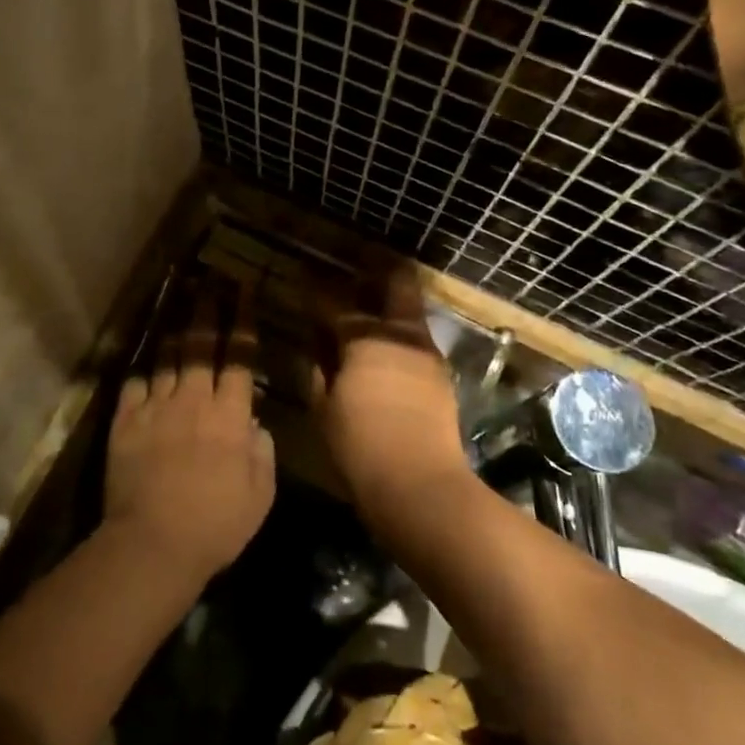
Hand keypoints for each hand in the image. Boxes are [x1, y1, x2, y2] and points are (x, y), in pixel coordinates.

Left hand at [104, 291, 275, 584]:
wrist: (153, 543)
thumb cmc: (217, 525)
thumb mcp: (259, 494)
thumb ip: (262, 451)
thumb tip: (254, 422)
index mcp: (229, 415)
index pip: (239, 357)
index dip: (242, 322)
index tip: (244, 292)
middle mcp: (193, 400)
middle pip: (201, 345)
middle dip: (209, 309)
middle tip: (212, 281)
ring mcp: (156, 408)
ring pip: (168, 359)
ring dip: (177, 332)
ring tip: (181, 307)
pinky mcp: (125, 422)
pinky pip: (135, 385)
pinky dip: (144, 374)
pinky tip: (147, 368)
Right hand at [318, 265, 470, 519]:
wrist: (421, 486)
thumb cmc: (360, 447)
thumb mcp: (324, 409)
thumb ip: (319, 370)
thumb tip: (318, 347)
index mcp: (364, 339)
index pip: (334, 302)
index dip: (315, 287)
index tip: (303, 273)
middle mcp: (399, 335)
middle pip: (396, 283)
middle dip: (378, 266)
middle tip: (361, 258)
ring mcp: (426, 353)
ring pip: (410, 310)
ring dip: (390, 301)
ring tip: (371, 303)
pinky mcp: (440, 374)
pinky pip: (416, 338)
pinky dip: (399, 333)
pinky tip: (385, 346)